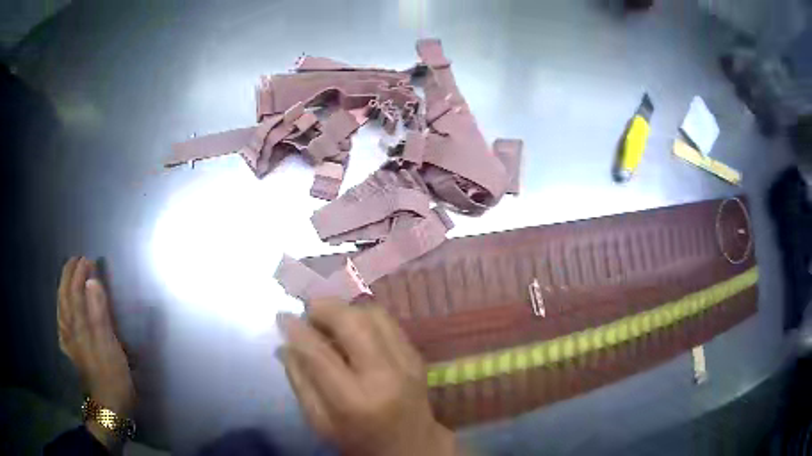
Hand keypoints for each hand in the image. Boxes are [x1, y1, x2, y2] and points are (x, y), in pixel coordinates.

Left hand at [58, 257, 134, 446]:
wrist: (108, 407)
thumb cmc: (112, 376)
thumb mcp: (109, 345)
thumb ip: (99, 312)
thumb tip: (92, 281)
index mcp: (79, 325)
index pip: (75, 292)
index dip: (80, 274)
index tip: (88, 260)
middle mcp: (70, 329)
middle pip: (65, 297)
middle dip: (69, 277)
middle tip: (76, 261)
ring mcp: (69, 342)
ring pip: (61, 309)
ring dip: (63, 290)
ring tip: (68, 278)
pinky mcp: (72, 352)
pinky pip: (62, 325)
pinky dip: (61, 311)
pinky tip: (62, 311)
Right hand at [277, 300, 456, 455]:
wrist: (411, 446)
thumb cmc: (358, 440)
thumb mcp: (319, 422)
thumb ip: (300, 381)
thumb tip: (285, 343)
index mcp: (354, 400)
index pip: (320, 353)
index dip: (297, 330)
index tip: (283, 317)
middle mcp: (384, 375)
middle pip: (352, 322)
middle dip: (324, 307)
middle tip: (307, 312)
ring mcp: (406, 362)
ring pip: (373, 314)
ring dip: (345, 309)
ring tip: (328, 320)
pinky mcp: (417, 355)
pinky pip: (388, 322)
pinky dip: (364, 317)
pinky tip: (352, 329)